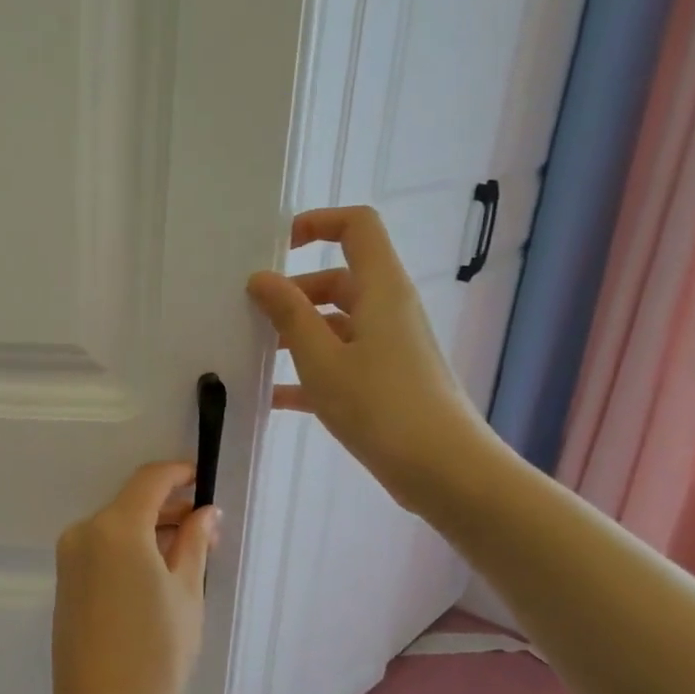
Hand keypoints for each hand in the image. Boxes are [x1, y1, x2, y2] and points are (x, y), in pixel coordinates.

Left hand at [50, 461, 217, 693]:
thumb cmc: (157, 653)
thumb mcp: (186, 593)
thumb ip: (193, 543)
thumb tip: (205, 512)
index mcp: (116, 528)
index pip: (149, 480)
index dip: (178, 474)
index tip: (204, 480)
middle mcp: (85, 531)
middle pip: (131, 503)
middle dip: (169, 508)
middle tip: (207, 530)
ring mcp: (70, 556)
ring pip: (117, 525)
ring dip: (150, 529)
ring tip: (188, 553)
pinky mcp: (65, 579)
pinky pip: (102, 547)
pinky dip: (129, 547)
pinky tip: (157, 570)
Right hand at [247, 205, 492, 510]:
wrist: (444, 470)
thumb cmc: (380, 405)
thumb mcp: (321, 358)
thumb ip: (288, 314)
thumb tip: (261, 278)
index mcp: (380, 289)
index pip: (356, 227)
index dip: (317, 223)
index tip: (276, 248)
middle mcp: (388, 309)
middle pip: (338, 279)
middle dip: (294, 292)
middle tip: (251, 315)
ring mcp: (390, 347)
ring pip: (336, 323)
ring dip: (297, 333)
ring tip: (255, 355)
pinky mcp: (388, 380)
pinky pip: (343, 360)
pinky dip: (311, 370)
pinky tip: (274, 396)